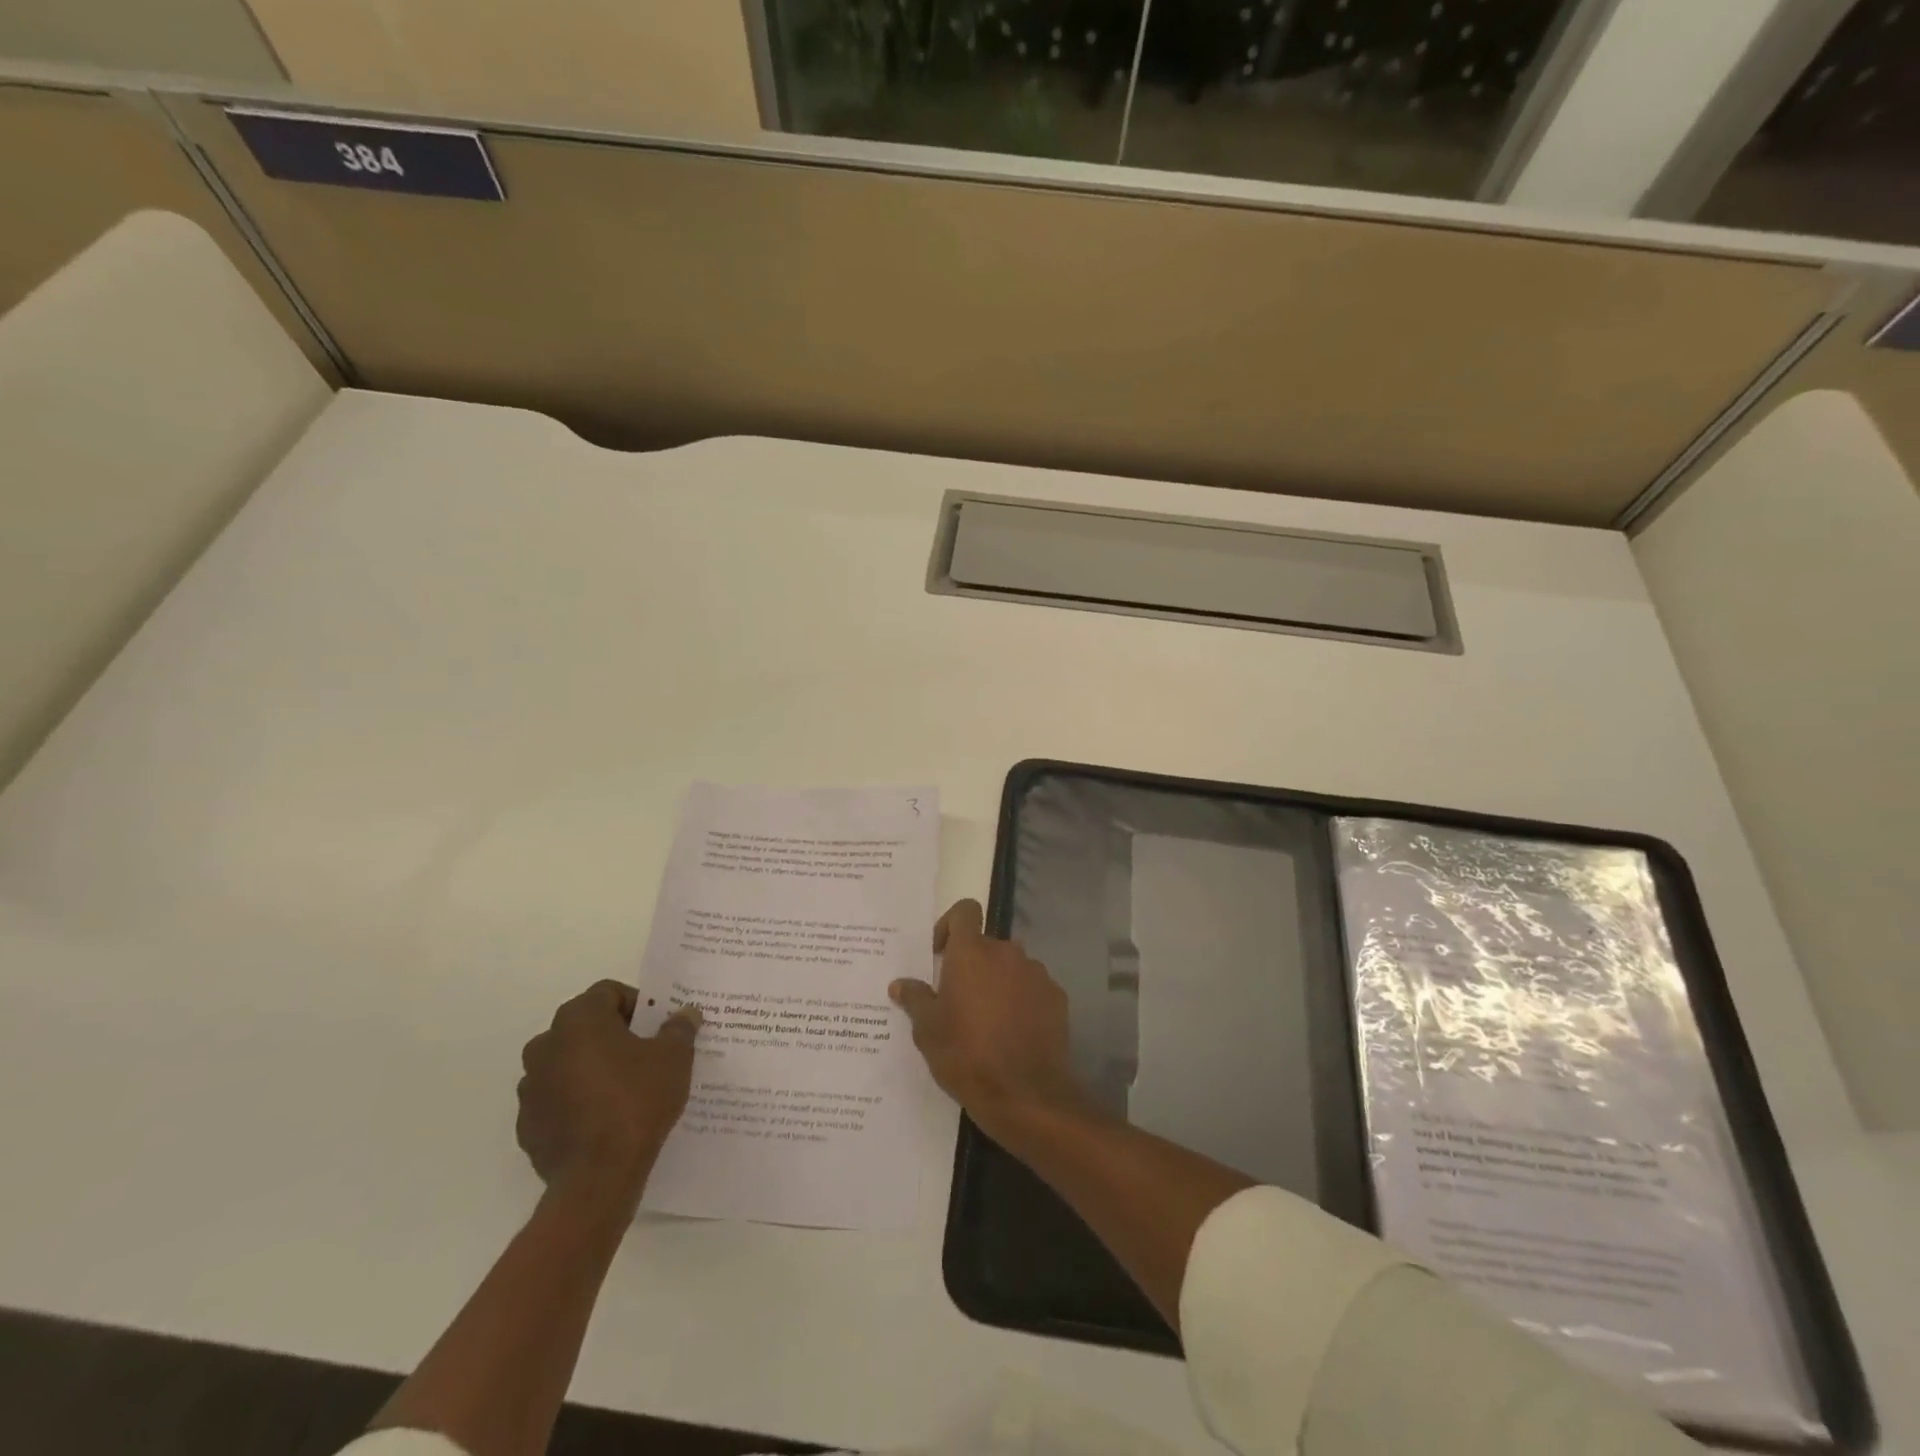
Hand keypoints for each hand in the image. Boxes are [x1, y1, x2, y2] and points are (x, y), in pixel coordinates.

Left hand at [517, 982, 701, 1205]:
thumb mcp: (674, 1057)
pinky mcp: (527, 1124)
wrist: (598, 1177)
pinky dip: (578, 1100)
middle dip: (613, 1035)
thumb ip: (679, 1028)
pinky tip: (605, 1118)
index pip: (608, 993)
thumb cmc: (637, 1100)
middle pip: (585, 1026)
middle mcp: (545, 1045)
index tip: (657, 1027)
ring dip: (592, 1067)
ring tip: (627, 1088)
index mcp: (578, 1020)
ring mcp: (530, 1087)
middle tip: (646, 1054)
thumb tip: (685, 1013)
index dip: (637, 1004)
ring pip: (568, 1062)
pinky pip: (557, 1098)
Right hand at [890, 900, 1092, 1141]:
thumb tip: (900, 983)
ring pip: (1010, 967)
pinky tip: (1013, 1034)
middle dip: (972, 966)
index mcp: (972, 953)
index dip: (950, 925)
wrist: (1025, 1095)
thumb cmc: (967, 1056)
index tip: (940, 955)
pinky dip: (1022, 1001)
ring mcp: (1036, 973)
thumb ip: (915, 999)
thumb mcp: (928, 1030)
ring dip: (998, 983)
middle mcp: (1007, 952)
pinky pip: (1032, 988)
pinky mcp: (1057, 997)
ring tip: (987, 1023)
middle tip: (958, 1002)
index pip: (965, 910)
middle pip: (986, 945)